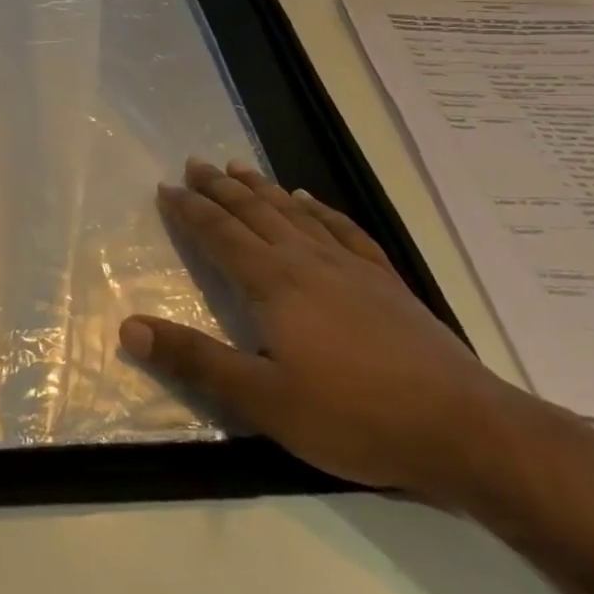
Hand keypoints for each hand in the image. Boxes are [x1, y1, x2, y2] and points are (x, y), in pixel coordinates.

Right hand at [121, 158, 532, 504]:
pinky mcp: (386, 280)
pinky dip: (319, 209)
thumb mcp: (263, 400)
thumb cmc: (354, 416)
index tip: (166, 187)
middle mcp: (307, 261)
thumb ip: (195, 360)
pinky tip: (310, 200)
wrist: (464, 429)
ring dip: (262, 189)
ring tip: (239, 168)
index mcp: (274, 284)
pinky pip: (343, 229)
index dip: (190, 210)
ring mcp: (351, 267)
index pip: (220, 235)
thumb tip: (129, 327)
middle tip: (195, 164)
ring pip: (295, 213)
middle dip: (220, 188)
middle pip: (255, 213)